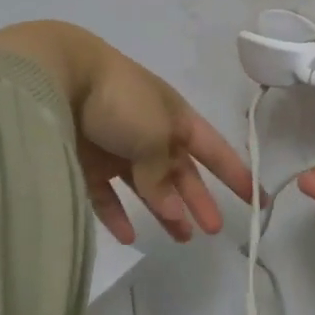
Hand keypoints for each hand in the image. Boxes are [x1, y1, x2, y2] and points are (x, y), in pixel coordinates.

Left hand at [0, 22, 254, 245]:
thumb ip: (164, 175)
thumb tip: (170, 207)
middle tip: (213, 229)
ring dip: (165, 210)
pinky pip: (107, 194)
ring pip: (146, 185)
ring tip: (181, 237)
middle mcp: (149, 131)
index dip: (235, 173)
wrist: (56, 77)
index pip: (213, 148)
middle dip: (198, 198)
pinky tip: (129, 236)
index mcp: (174, 116)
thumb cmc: (120, 101)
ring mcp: (115, 146)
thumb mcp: (155, 135)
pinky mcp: (85, 162)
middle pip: (180, 170)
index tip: (258, 199)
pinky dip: (118, 215)